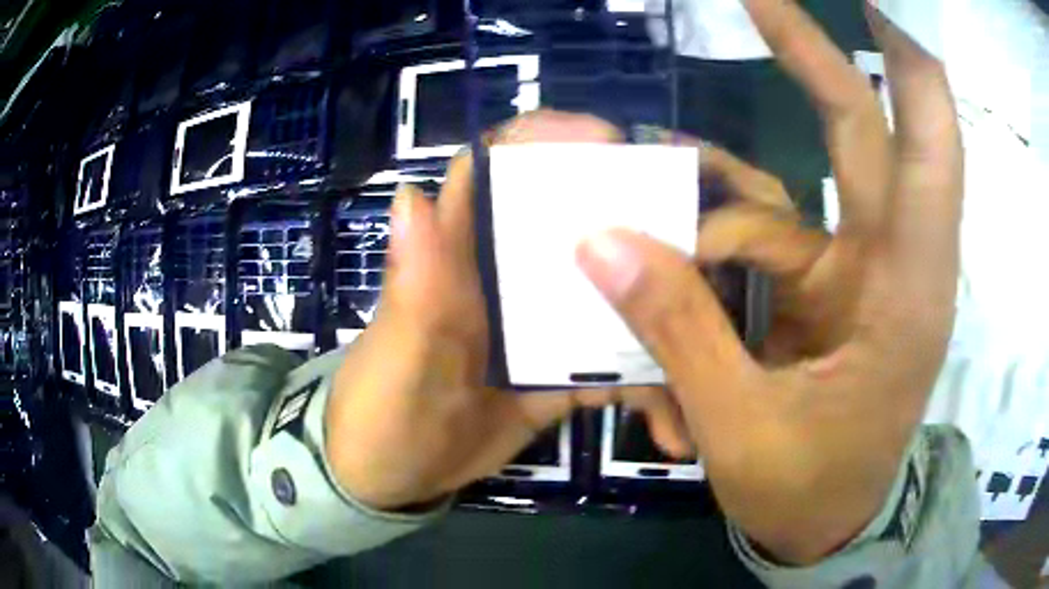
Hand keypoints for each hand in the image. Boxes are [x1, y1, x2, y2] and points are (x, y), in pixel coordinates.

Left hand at [324, 113, 691, 510]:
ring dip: (658, 317)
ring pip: (610, 295)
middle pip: (574, 221)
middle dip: (633, 217)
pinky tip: (675, 424)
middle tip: (695, 237)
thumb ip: (411, 288)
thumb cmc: (378, 412)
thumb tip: (409, 195)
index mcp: (458, 254)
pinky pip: (616, 369)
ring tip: (709, 342)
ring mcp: (540, 327)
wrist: (390, 476)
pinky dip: (647, 390)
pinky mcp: (561, 375)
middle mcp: (506, 276)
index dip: (544, 139)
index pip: (495, 168)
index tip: (610, 142)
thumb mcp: (395, 358)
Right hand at [577, 0, 962, 563]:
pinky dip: (709, 249)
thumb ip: (677, 333)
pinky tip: (669, 280)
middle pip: (861, 130)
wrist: (826, 525)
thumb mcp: (743, 429)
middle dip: (810, 56)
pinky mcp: (820, 288)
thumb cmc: (809, 490)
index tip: (867, 1)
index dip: (907, 63)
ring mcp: (852, 269)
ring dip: (713, 202)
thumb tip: (597, 243)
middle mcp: (889, 259)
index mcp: (905, 288)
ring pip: (784, 190)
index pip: (926, 146)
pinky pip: (757, 238)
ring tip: (648, 224)